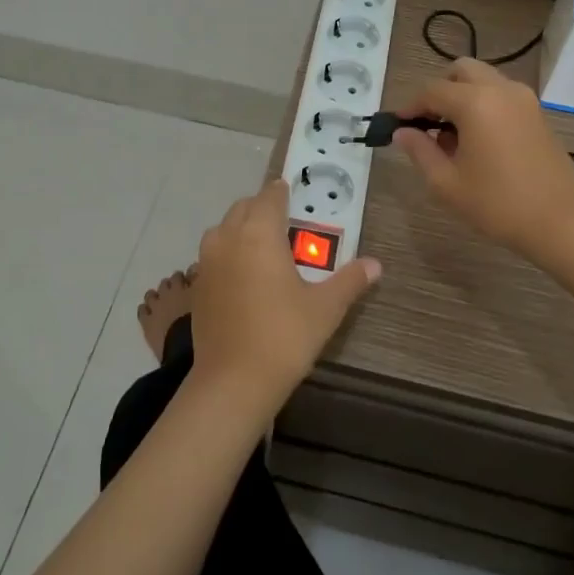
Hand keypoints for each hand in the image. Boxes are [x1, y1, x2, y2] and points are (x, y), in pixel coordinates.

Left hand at [191, 180, 380, 409]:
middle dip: (264, 208)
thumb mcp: (325, 308)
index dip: (283, 192)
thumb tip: (376, 265)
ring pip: (224, 228)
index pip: (270, 196)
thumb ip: (350, 280)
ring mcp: (207, 261)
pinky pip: (214, 253)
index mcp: (260, 233)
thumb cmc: (284, 337)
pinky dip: (229, 251)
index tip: (295, 194)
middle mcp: (228, 238)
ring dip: (242, 227)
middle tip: (287, 224)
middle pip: (244, 207)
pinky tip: (245, 275)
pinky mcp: (197, 285)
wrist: (233, 382)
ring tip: (265, 248)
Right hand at [393, 58, 573, 256]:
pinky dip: (483, 103)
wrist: (561, 221)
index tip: (398, 124)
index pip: (432, 91)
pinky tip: (478, 139)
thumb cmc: (498, 204)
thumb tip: (402, 132)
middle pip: (461, 70)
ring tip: (453, 134)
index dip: (410, 106)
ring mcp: (523, 98)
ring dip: (463, 95)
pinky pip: (501, 93)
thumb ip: (420, 151)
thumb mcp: (447, 183)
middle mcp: (500, 89)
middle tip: (428, 122)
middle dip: (439, 90)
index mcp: (475, 102)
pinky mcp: (537, 112)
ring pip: (484, 79)